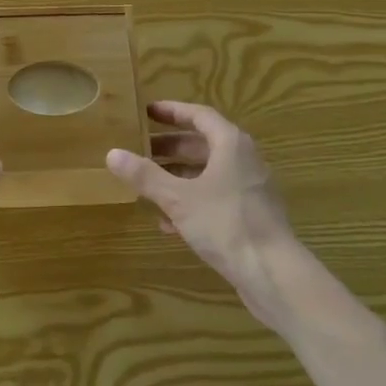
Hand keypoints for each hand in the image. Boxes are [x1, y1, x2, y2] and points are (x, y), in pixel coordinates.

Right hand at [107, 102, 299, 323]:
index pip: (199, 115)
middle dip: (170, 148)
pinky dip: (192, 202)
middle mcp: (244, 160)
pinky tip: (168, 223)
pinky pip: (215, 198)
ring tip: (147, 184)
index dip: (172, 111)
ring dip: (178, 176)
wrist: (274, 274)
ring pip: (208, 173)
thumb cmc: (226, 224)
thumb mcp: (178, 198)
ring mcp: (249, 189)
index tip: (147, 112)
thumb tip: (112, 153)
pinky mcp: (250, 216)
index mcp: (231, 144)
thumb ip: (145, 176)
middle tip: (140, 149)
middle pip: (202, 144)